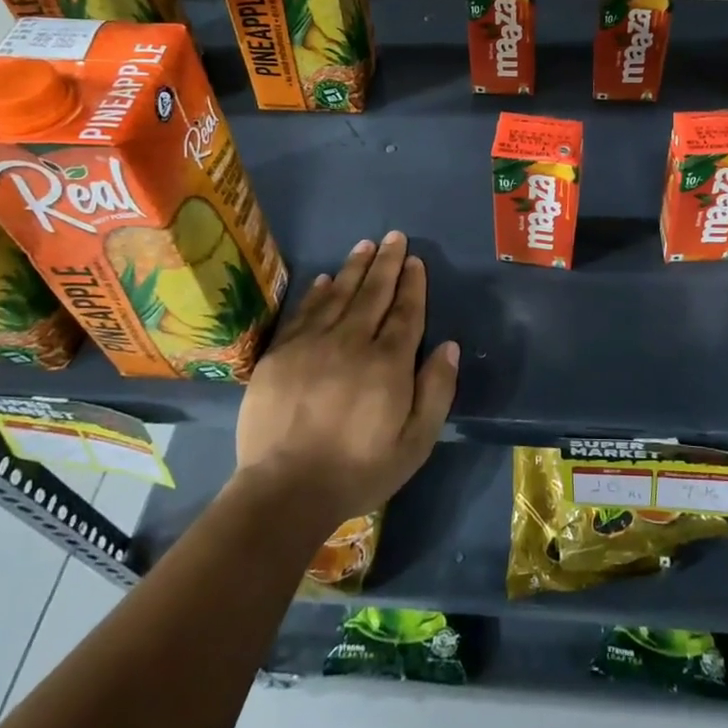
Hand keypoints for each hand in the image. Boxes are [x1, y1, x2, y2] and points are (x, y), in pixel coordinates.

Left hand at [235, 232, 458, 529]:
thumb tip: (448, 345)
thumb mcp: (415, 443)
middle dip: (387, 263)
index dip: (412, 284)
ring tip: (366, 246)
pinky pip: (304, 312)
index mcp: (388, 363)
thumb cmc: (359, 470)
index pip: (405, 312)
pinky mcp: (280, 354)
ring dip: (355, 268)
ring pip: (339, 294)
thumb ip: (436, 391)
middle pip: (374, 293)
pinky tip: (325, 278)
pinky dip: (317, 292)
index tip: (416, 261)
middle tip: (394, 237)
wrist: (284, 491)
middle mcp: (352, 342)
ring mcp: (312, 344)